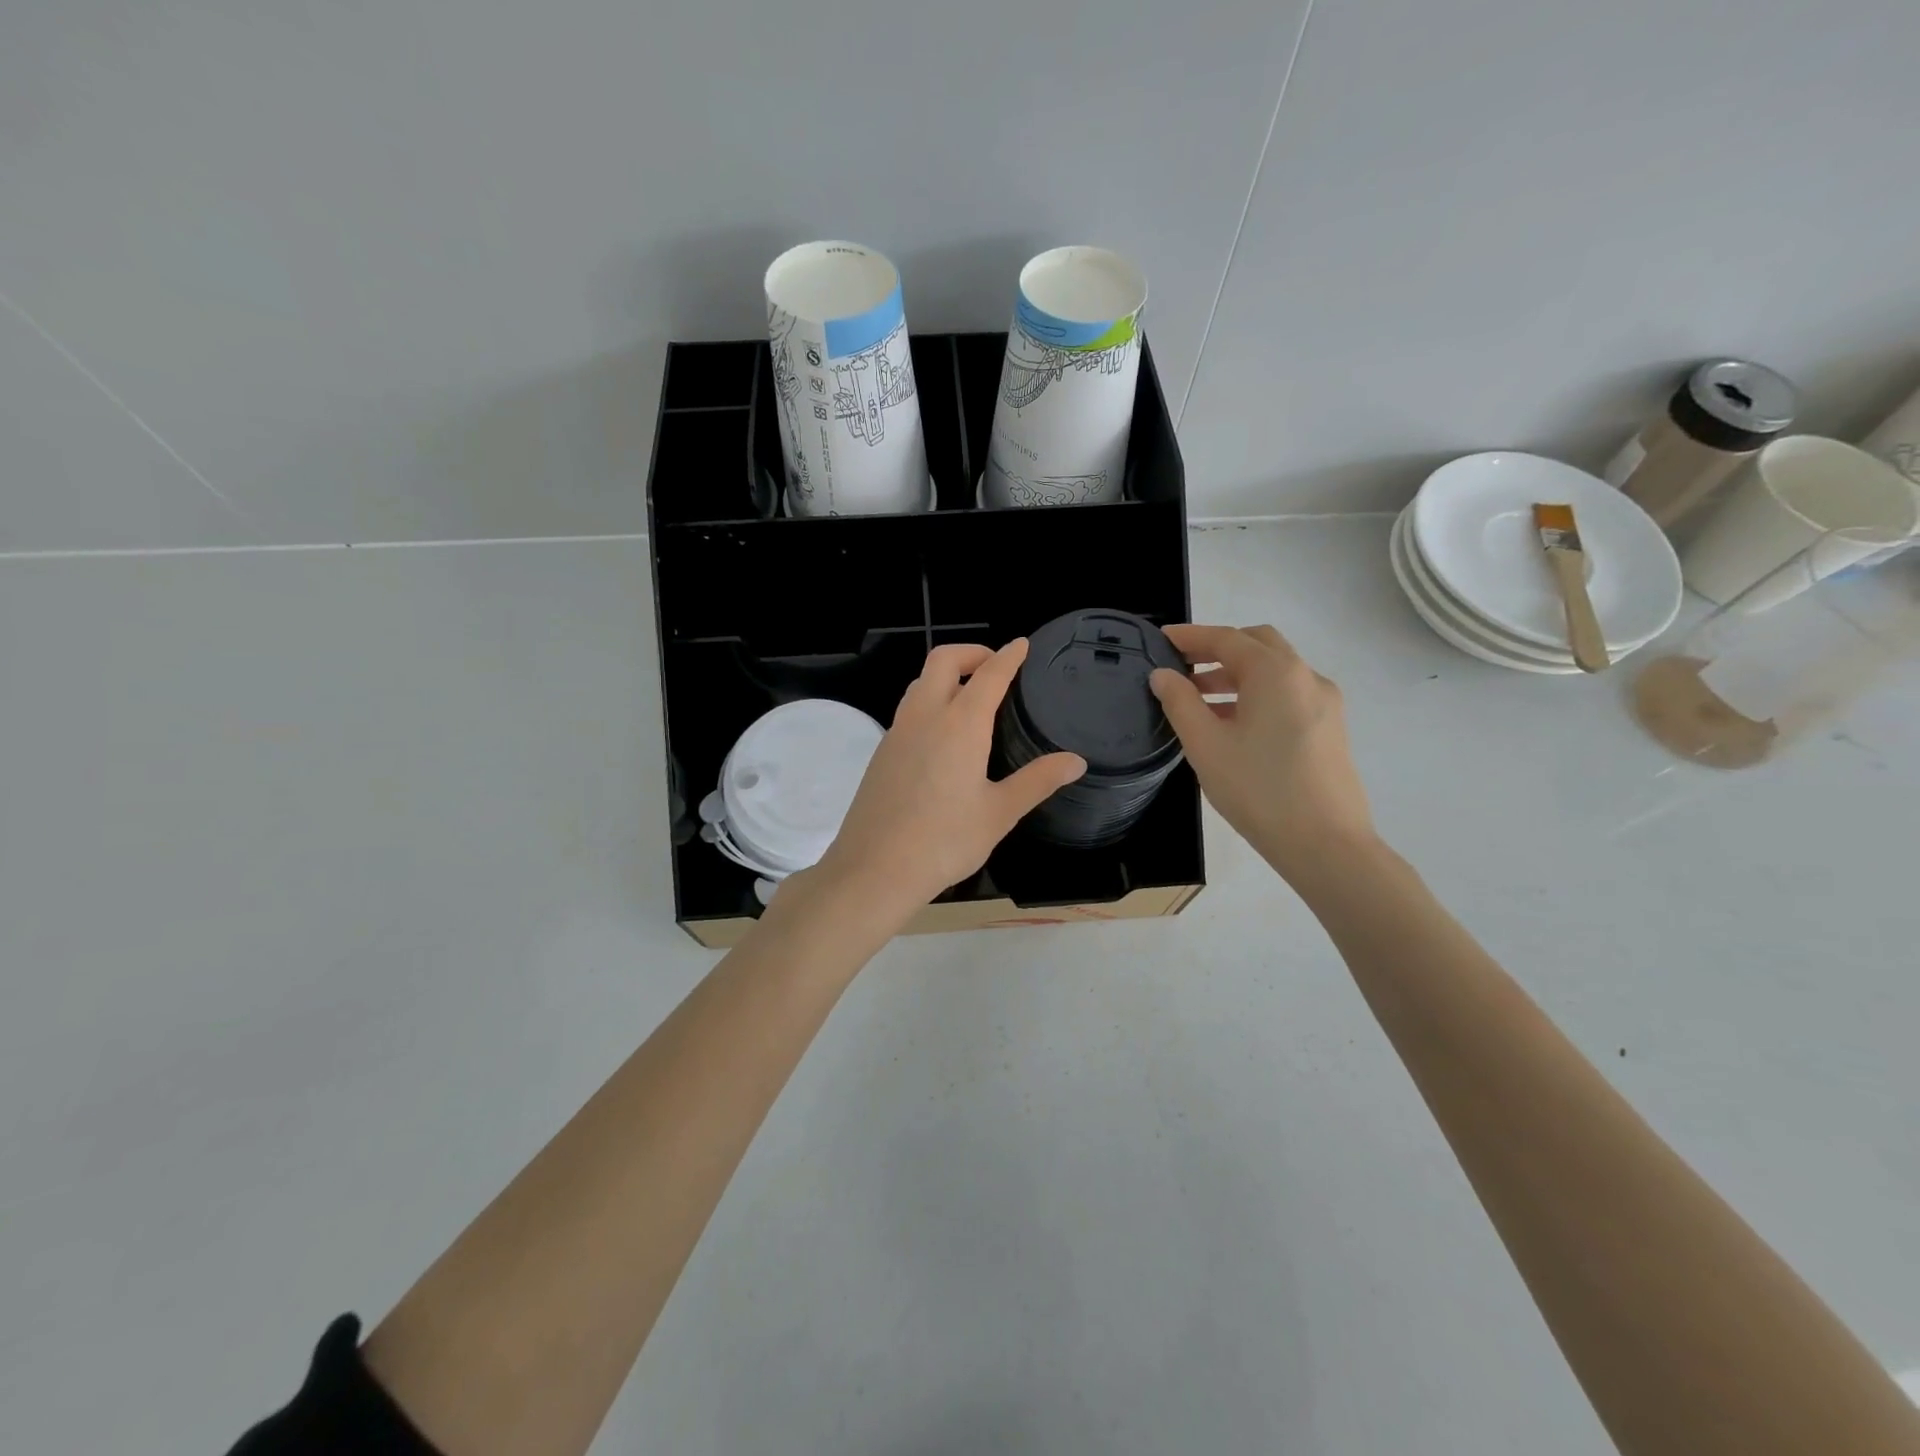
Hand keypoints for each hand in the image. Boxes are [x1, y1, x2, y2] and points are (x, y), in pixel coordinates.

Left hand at [807, 640, 1085, 928]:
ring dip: (946, 676)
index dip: (1008, 656)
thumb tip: (1076, 761)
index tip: (1022, 644)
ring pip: (920, 683)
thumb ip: (1037, 781)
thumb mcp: (999, 813)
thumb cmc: (944, 841)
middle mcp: (925, 717)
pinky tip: (943, 736)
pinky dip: (930, 701)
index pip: (989, 675)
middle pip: (943, 661)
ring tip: (971, 697)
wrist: (874, 869)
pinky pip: (909, 709)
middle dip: (971, 653)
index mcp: (960, 725)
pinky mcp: (881, 752)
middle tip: (995, 667)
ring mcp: (897, 732)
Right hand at [1149, 623, 1374, 883]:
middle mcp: (1305, 677)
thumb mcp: (1206, 745)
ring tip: (1199, 701)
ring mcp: (1324, 703)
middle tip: (1183, 667)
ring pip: (1275, 671)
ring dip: (1236, 675)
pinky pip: (1288, 695)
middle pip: (1257, 645)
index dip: (1190, 636)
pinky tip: (1233, 725)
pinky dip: (1257, 694)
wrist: (1326, 845)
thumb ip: (1180, 703)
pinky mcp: (1330, 728)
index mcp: (1275, 673)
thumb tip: (1163, 675)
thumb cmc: (1259, 790)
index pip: (1226, 638)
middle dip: (1218, 649)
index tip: (1160, 639)